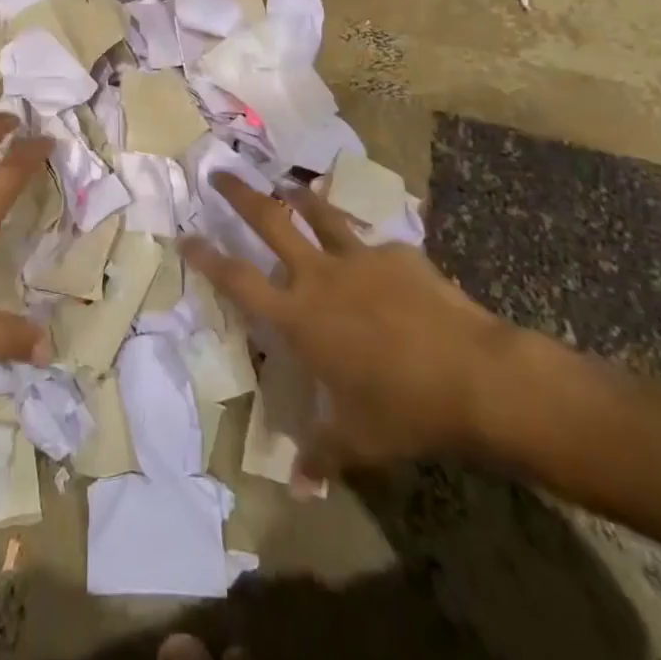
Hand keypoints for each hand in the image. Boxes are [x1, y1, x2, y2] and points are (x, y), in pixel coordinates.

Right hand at [182, 174, 519, 478]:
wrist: (475, 375)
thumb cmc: (404, 410)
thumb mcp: (357, 441)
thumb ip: (322, 455)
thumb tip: (300, 486)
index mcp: (298, 317)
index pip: (238, 280)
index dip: (207, 257)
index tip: (185, 234)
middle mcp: (320, 276)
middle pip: (269, 221)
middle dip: (240, 195)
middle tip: (220, 173)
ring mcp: (359, 258)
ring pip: (319, 213)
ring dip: (299, 197)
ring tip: (287, 185)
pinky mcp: (398, 254)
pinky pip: (374, 245)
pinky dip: (367, 250)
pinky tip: (381, 262)